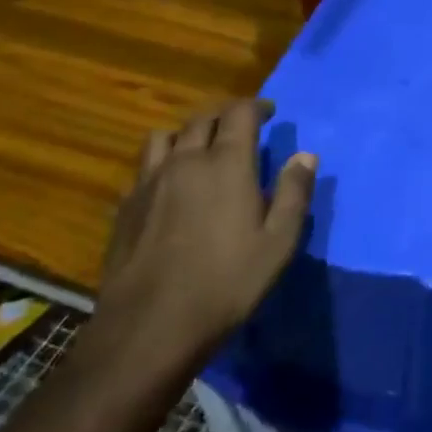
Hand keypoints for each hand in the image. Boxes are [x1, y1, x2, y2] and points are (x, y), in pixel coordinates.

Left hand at [87, 99, 314, 386]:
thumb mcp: (279, 242)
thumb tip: (306, 155)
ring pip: (166, 136)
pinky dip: (162, 162)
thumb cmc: (227, 282)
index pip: (239, 113)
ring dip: (187, 134)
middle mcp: (185, 160)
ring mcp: (149, 181)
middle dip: (225, 116)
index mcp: (226, 163)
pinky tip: (168, 186)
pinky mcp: (126, 205)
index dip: (256, 106)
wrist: (151, 324)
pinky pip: (144, 167)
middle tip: (240, 128)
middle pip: (202, 118)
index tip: (269, 113)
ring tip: (200, 149)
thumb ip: (295, 193)